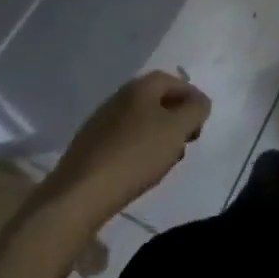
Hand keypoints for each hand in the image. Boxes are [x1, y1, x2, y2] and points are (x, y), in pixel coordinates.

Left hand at [39, 71, 210, 224]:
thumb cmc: (135, 156)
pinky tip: (138, 170)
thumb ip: (195, 110)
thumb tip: (199, 102)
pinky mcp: (88, 147)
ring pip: (140, 121)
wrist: (78, 196)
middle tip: (185, 142)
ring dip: (157, 135)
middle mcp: (119, 96)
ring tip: (164, 161)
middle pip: (157, 101)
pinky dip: (137, 149)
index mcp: (141, 86)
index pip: (175, 81)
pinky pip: (122, 140)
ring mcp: (100, 121)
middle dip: (175, 119)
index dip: (192, 99)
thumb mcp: (177, 130)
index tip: (200, 123)